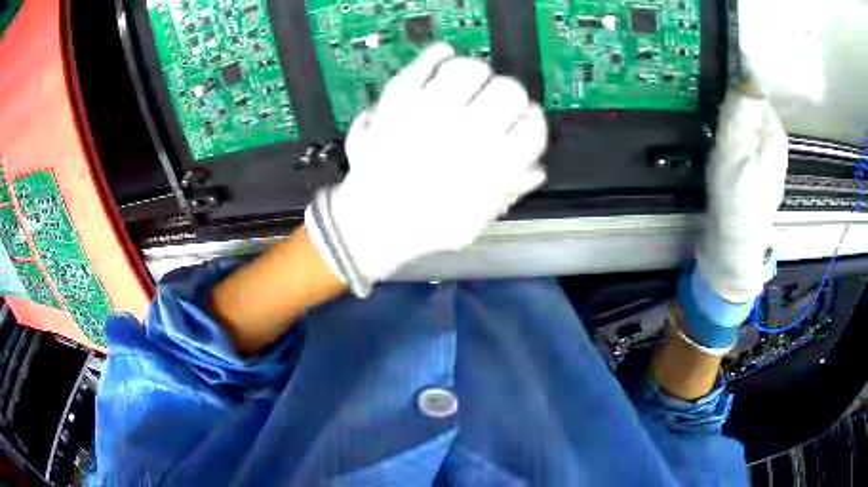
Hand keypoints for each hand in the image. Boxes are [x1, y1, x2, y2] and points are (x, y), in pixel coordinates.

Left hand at [306, 43, 547, 295]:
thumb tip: (536, 168)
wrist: (371, 222)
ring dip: (478, 73)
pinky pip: (422, 64)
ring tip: (473, 83)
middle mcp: (464, 136)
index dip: (533, 124)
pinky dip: (437, 55)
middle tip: (498, 103)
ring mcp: (427, 114)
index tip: (524, 126)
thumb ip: (510, 191)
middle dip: (511, 96)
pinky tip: (444, 56)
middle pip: (509, 91)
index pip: (532, 128)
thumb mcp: (478, 221)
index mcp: (489, 170)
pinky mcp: (397, 101)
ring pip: (469, 69)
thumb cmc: (425, 227)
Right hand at [696, 89, 787, 303]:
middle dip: (732, 102)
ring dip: (731, 120)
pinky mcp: (757, 172)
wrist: (735, 248)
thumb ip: (741, 112)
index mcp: (774, 134)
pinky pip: (745, 141)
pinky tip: (721, 149)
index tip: (714, 86)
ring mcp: (767, 159)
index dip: (735, 82)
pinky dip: (733, 137)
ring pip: (747, 124)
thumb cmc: (736, 199)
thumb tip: (746, 77)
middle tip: (711, 114)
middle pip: (752, 107)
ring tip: (714, 130)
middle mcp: (775, 143)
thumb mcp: (736, 151)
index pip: (756, 90)